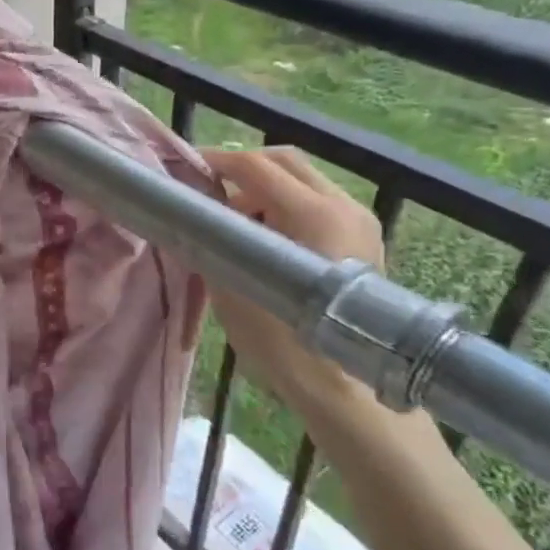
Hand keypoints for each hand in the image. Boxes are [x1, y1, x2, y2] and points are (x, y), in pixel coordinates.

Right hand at [199, 148, 398, 447]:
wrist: (347, 388)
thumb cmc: (284, 340)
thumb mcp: (232, 286)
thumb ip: (214, 240)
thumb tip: (197, 214)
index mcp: (312, 213)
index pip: (255, 166)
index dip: (216, 161)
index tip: (185, 167)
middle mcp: (343, 206)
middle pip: (285, 162)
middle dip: (242, 169)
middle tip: (209, 189)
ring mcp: (359, 221)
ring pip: (303, 181)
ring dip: (264, 190)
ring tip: (234, 222)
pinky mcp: (364, 239)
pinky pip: (318, 204)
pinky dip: (286, 207)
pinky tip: (264, 240)